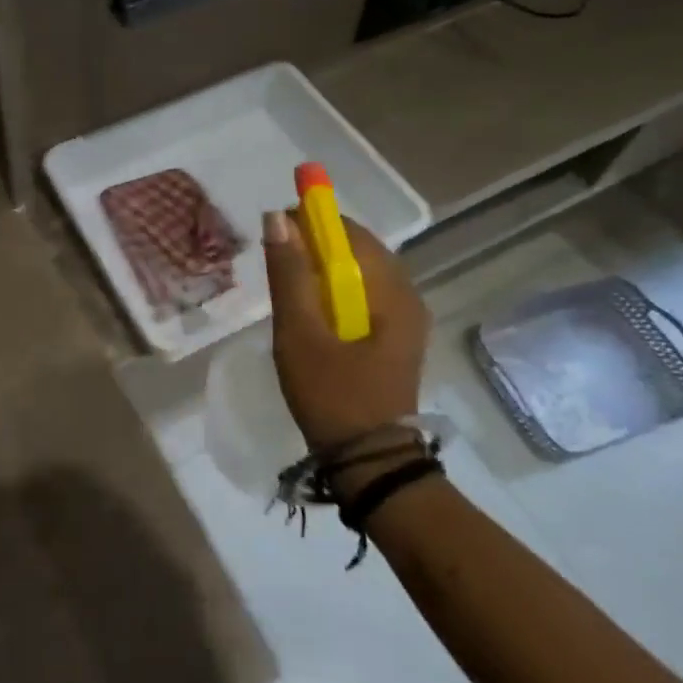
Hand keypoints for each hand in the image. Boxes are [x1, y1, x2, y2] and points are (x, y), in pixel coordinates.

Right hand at [262, 209, 429, 452]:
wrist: (370, 465)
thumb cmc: (333, 396)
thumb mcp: (300, 334)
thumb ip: (289, 274)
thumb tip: (278, 218)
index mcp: (391, 291)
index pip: (350, 232)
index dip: (311, 220)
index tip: (275, 231)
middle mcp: (406, 296)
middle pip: (357, 250)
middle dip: (315, 246)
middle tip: (276, 264)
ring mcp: (405, 320)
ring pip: (358, 274)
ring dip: (322, 271)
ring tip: (288, 289)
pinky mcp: (395, 339)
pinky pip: (362, 297)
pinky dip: (333, 293)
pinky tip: (311, 315)